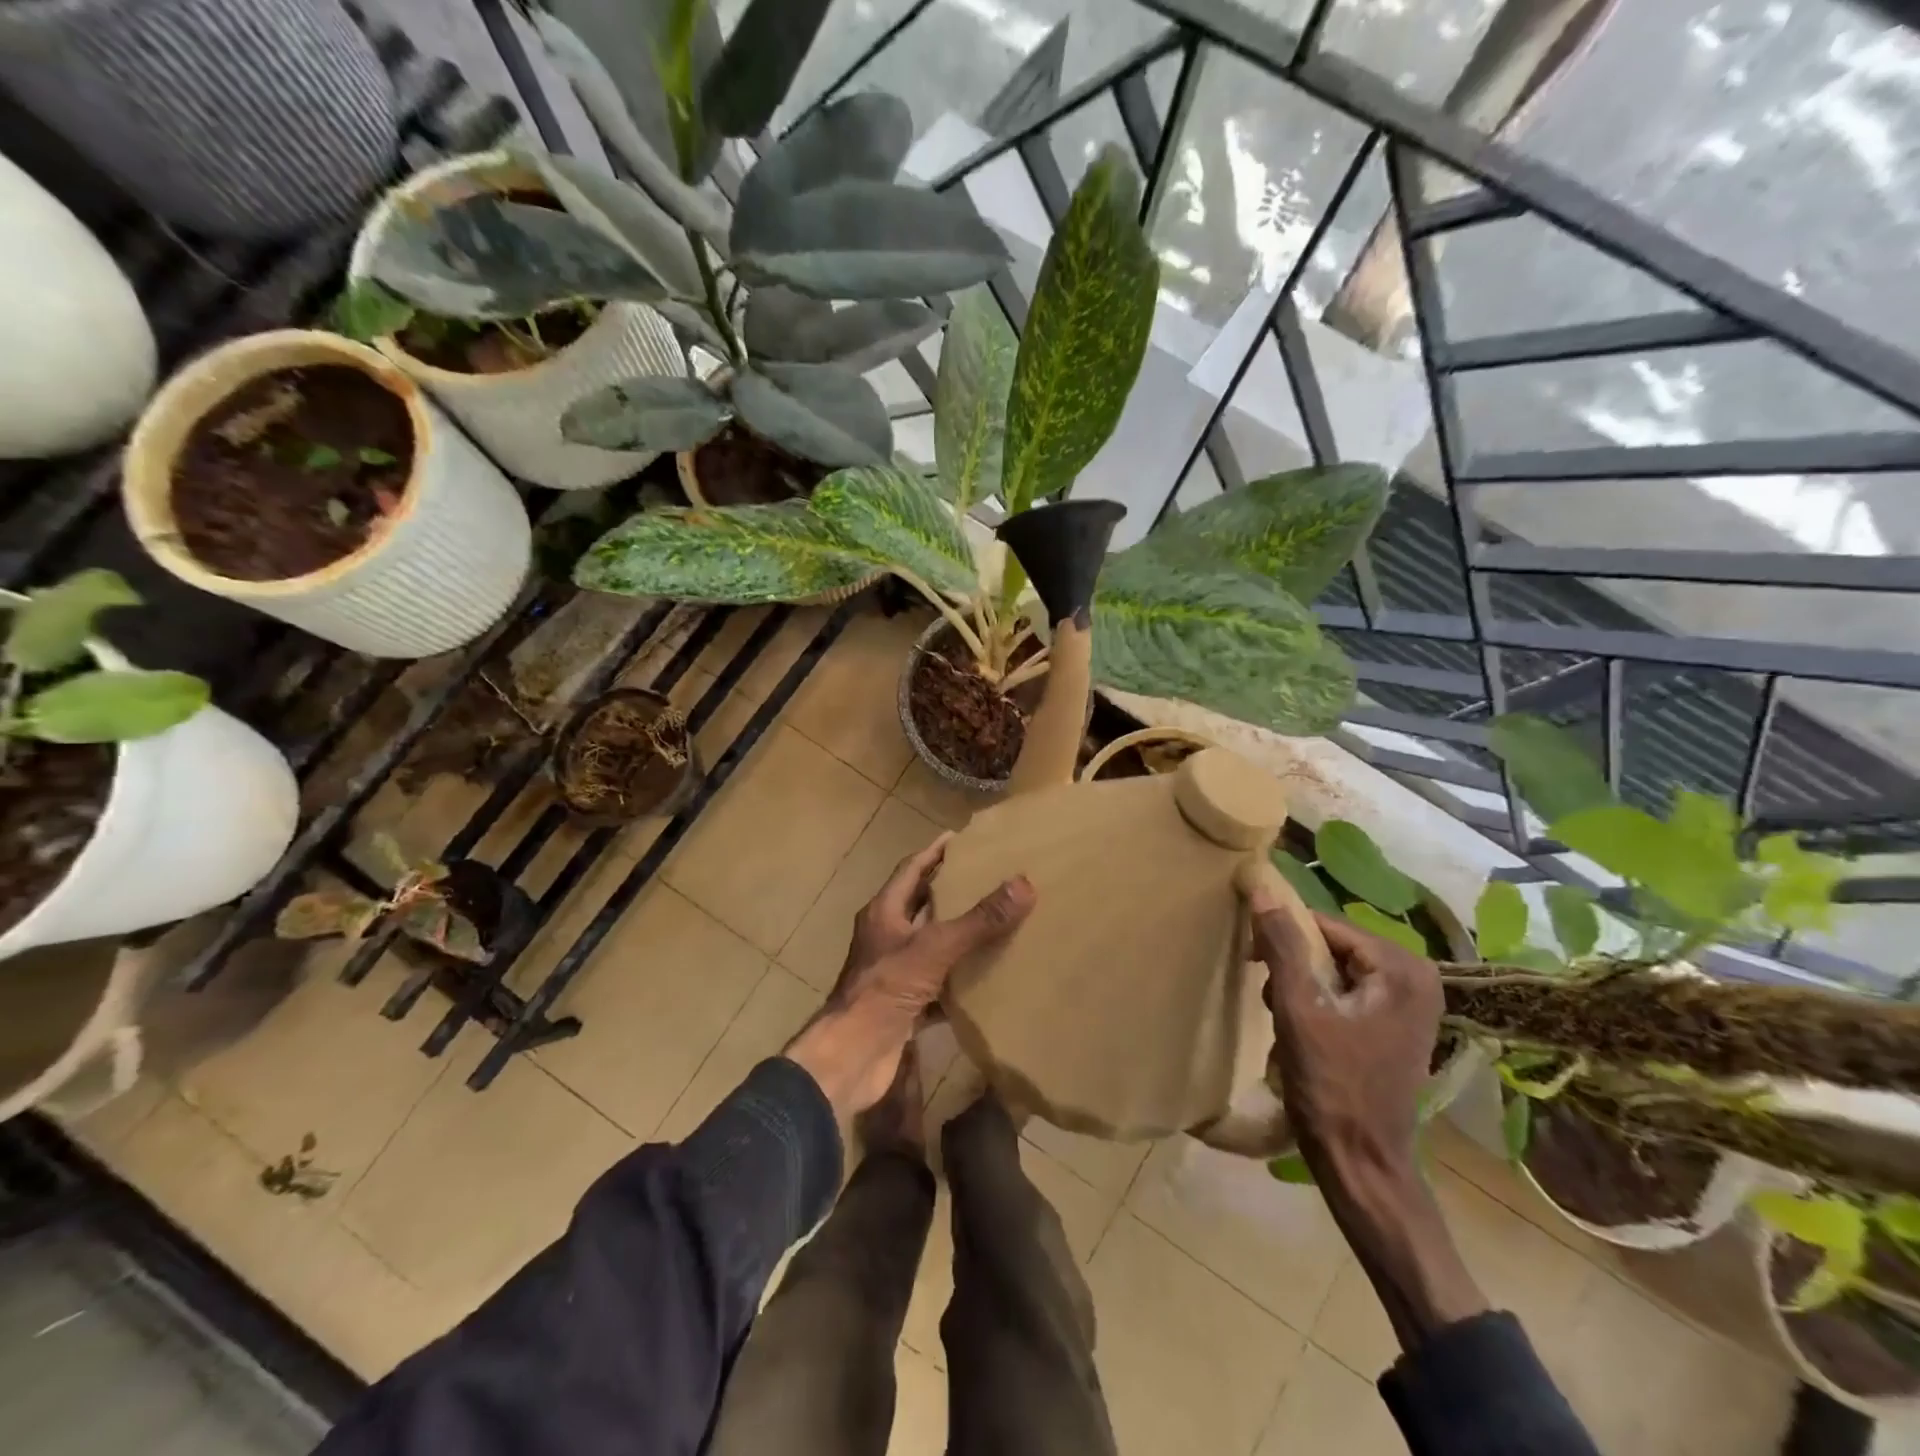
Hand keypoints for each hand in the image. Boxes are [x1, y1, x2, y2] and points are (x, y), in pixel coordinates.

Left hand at [786, 838, 1033, 1118]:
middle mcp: (886, 936)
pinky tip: (990, 977)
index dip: (935, 852)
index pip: (911, 869)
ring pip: (931, 944)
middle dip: (951, 891)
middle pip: (921, 904)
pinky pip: (939, 984)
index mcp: (884, 912)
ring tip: (998, 922)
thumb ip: (979, 919)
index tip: (962, 839)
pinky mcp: (904, 1004)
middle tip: (989, 878)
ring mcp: (894, 972)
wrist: (852, 1056)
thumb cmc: (885, 989)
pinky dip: (962, 979)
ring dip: (959, 935)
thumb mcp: (935, 948)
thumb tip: (1024, 884)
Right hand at [1248, 895, 1441, 1180]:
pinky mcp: (1397, 1027)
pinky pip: (1346, 994)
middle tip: (1270, 998)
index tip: (1250, 957)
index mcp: (1402, 969)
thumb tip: (1262, 886)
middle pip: (1332, 947)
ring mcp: (1410, 1005)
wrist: (1362, 1164)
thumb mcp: (1299, 1010)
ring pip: (1335, 970)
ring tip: (1283, 1018)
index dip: (1282, 935)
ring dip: (1300, 986)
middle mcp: (1416, 978)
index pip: (1325, 925)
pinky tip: (1302, 1032)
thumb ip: (1283, 945)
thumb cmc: (1332, 1085)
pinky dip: (1317, 1004)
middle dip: (1292, 966)